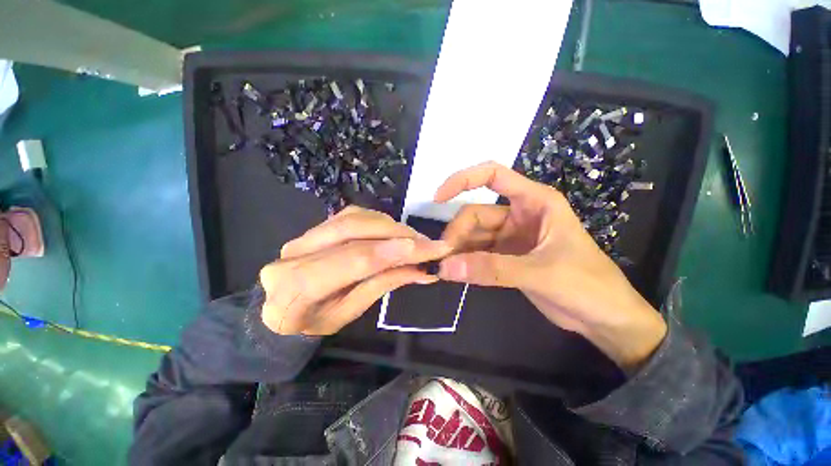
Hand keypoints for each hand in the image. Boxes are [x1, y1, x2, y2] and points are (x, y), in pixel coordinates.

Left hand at [260, 206, 451, 335]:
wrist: (282, 307)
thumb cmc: (315, 321)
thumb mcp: (350, 313)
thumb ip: (383, 285)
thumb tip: (423, 269)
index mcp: (295, 289)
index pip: (352, 261)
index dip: (392, 251)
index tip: (427, 249)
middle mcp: (294, 253)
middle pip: (354, 231)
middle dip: (397, 234)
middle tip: (428, 242)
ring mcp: (303, 234)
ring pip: (355, 218)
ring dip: (391, 226)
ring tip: (416, 239)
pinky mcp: (315, 226)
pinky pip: (353, 215)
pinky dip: (379, 221)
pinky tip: (395, 232)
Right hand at [435, 162, 666, 370]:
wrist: (605, 318)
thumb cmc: (588, 286)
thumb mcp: (541, 273)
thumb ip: (492, 269)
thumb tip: (445, 267)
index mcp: (535, 202)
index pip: (494, 176)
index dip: (463, 180)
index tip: (438, 197)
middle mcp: (519, 214)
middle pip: (475, 213)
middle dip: (457, 233)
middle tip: (443, 257)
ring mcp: (511, 237)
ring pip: (473, 235)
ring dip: (457, 248)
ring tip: (444, 267)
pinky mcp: (506, 256)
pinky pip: (477, 252)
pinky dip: (464, 260)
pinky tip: (454, 272)